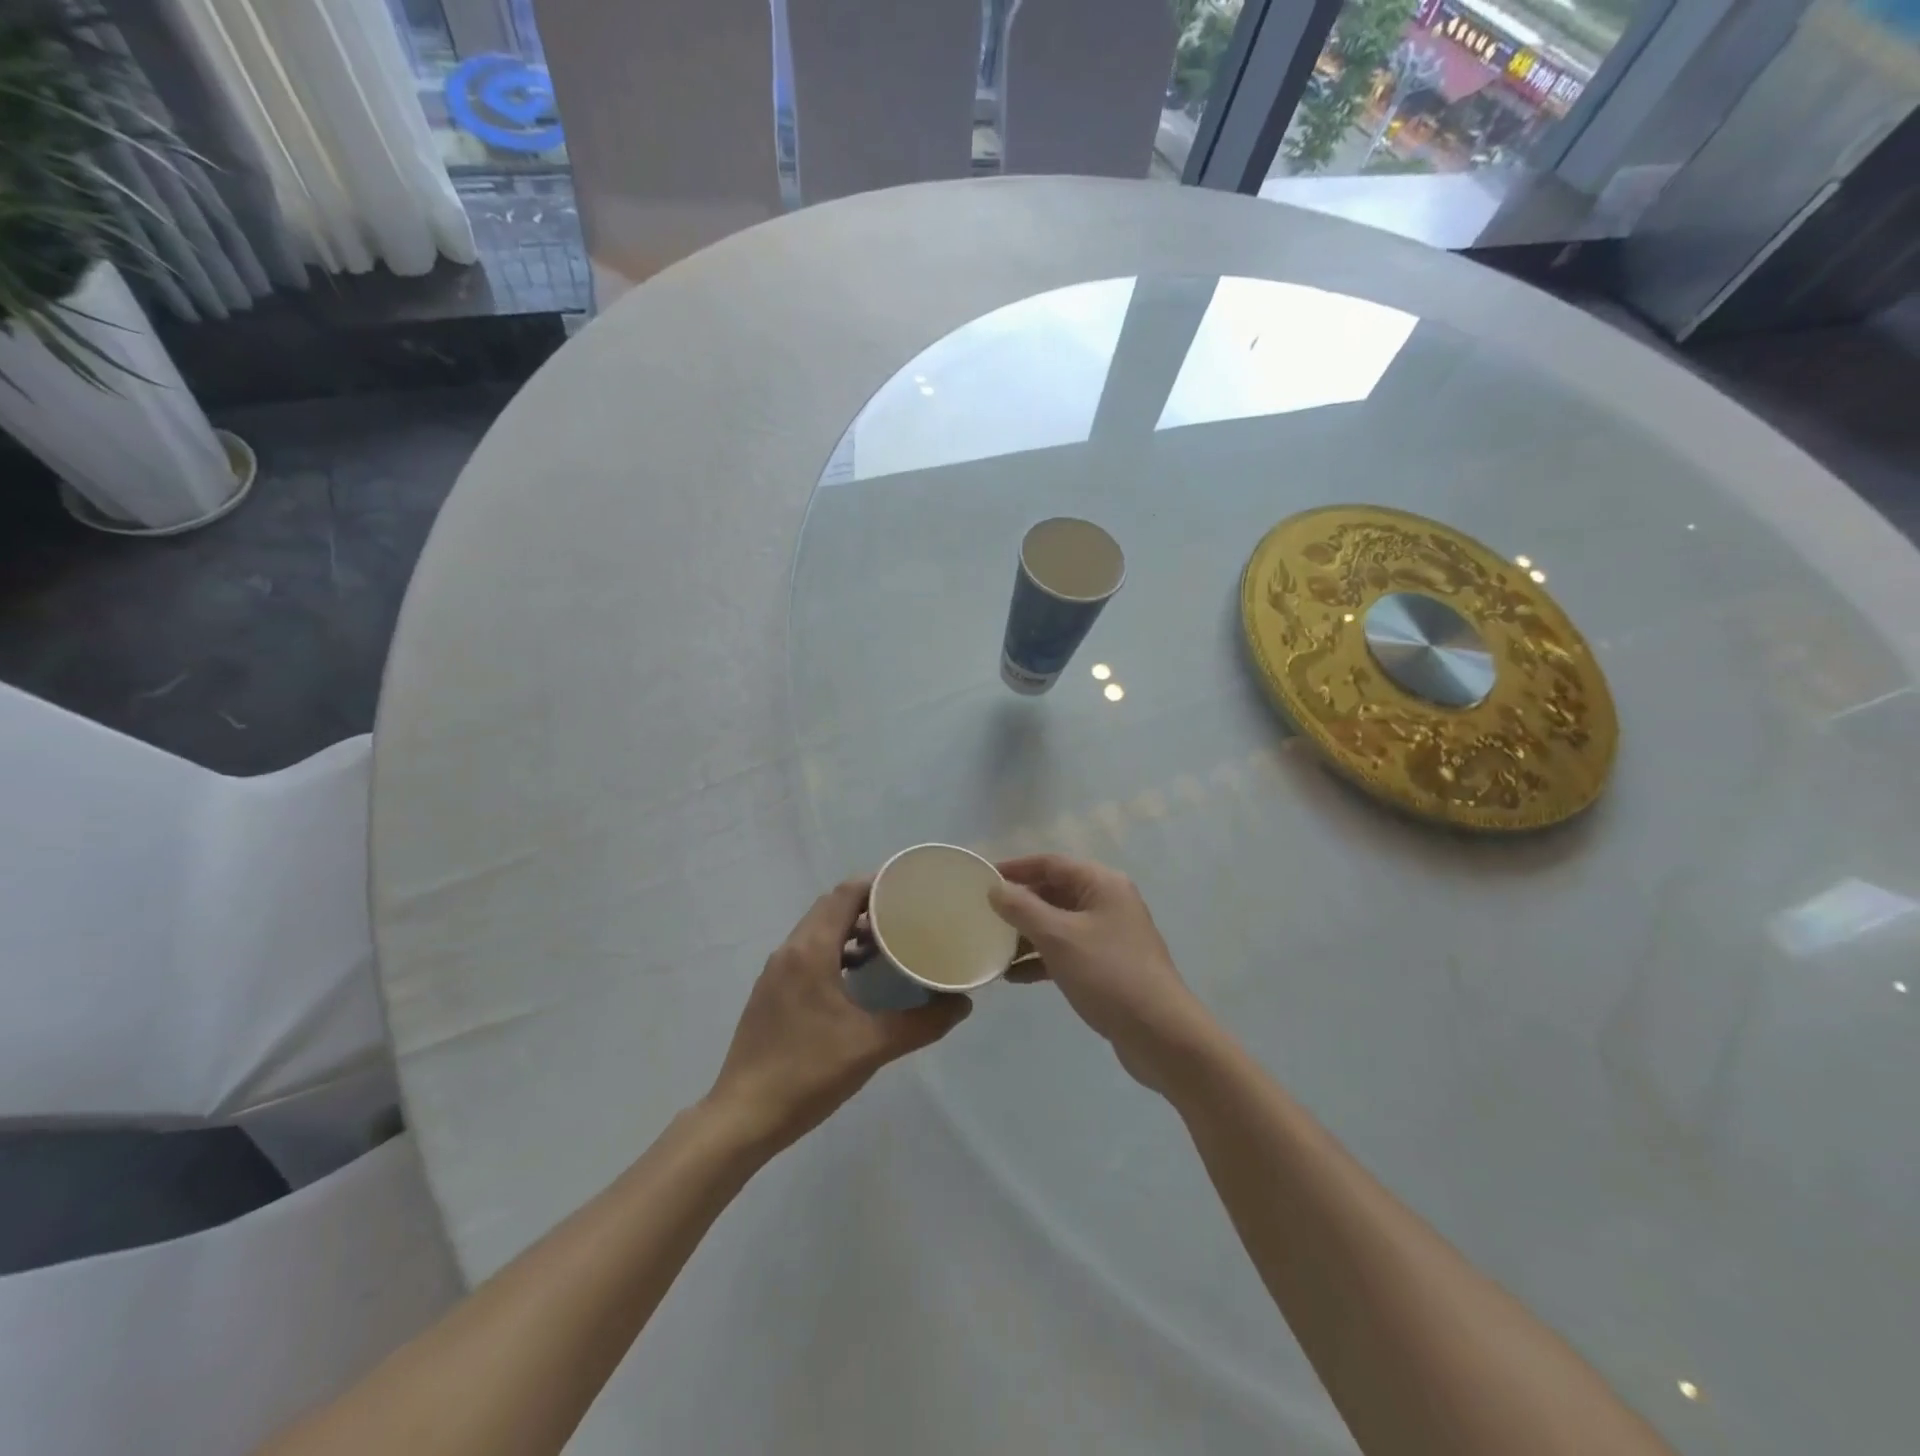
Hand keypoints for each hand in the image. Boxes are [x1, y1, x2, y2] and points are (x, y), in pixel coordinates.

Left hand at [707, 879, 971, 1153]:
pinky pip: (808, 953)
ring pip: (818, 931)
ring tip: (888, 945)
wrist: (742, 1118)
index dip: (878, 883)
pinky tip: (858, 979)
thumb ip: (922, 1023)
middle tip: (908, 915)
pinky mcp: (771, 993)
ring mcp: (776, 972)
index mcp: (810, 950)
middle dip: (869, 905)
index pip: (845, 893)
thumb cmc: (807, 1073)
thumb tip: (962, 1004)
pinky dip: (835, 951)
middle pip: (831, 907)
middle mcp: (789, 950)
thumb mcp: (872, 1046)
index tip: (912, 888)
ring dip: (851, 929)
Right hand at [989, 855, 1212, 1092]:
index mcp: (1102, 883)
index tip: (982, 880)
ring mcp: (1109, 935)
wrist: (1160, 1034)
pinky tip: (1014, 977)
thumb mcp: (1059, 938)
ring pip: (1058, 923)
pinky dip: (1041, 959)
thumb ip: (1022, 909)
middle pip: (1054, 891)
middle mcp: (1108, 902)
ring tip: (993, 949)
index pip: (1051, 863)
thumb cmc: (1108, 974)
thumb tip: (995, 889)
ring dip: (1026, 935)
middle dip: (1019, 904)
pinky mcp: (1107, 965)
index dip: (1015, 868)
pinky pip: (1066, 951)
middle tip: (983, 916)